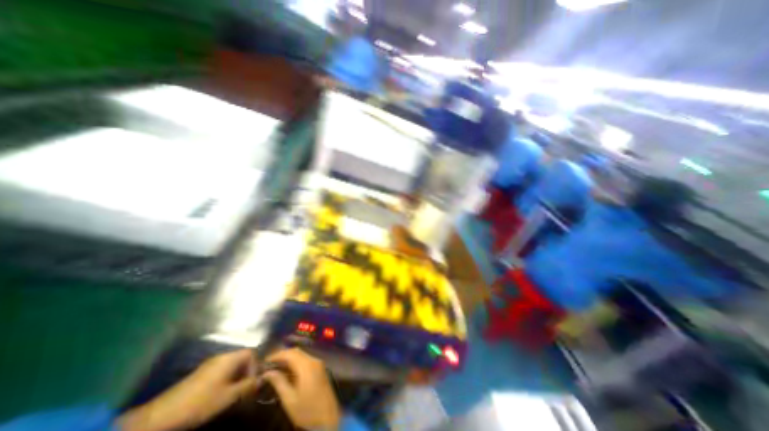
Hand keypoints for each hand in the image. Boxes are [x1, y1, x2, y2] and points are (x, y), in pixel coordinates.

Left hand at [117, 351, 260, 430]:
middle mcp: (222, 356)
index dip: (256, 365)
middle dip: (247, 372)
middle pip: (242, 357)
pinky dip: (227, 378)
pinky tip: (220, 393)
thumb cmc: (200, 402)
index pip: (252, 353)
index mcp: (230, 358)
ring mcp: (210, 364)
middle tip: (245, 389)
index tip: (252, 382)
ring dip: (237, 376)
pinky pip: (222, 369)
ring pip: (232, 365)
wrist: (161, 416)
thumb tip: (261, 379)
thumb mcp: (228, 396)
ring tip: (234, 393)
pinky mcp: (201, 373)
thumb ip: (248, 386)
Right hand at [261, 348, 338, 430]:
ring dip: (289, 358)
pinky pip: (306, 360)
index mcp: (307, 366)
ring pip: (302, 355)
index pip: (290, 353)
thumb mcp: (289, 399)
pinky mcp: (320, 368)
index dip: (277, 355)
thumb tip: (267, 373)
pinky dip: (296, 362)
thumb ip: (279, 382)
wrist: (328, 417)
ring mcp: (318, 363)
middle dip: (282, 355)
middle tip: (269, 364)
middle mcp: (314, 360)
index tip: (265, 361)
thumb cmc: (307, 410)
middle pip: (297, 352)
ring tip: (275, 367)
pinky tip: (287, 371)